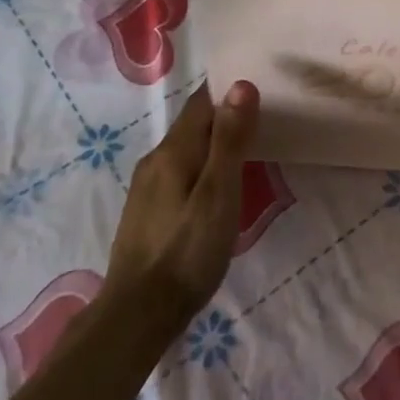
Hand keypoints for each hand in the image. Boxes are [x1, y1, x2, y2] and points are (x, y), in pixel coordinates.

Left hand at [102, 81, 259, 338]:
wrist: (137, 315)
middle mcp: (155, 160)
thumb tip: (240, 84)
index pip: (202, 101)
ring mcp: (147, 187)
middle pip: (192, 124)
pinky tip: (214, 188)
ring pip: (185, 150)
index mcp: (174, 150)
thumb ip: (230, 140)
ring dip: (212, 144)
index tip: (259, 87)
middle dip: (223, 116)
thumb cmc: (187, 252)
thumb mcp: (218, 194)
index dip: (228, 90)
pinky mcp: (146, 212)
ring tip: (246, 150)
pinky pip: (178, 173)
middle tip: (262, 118)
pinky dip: (200, 168)